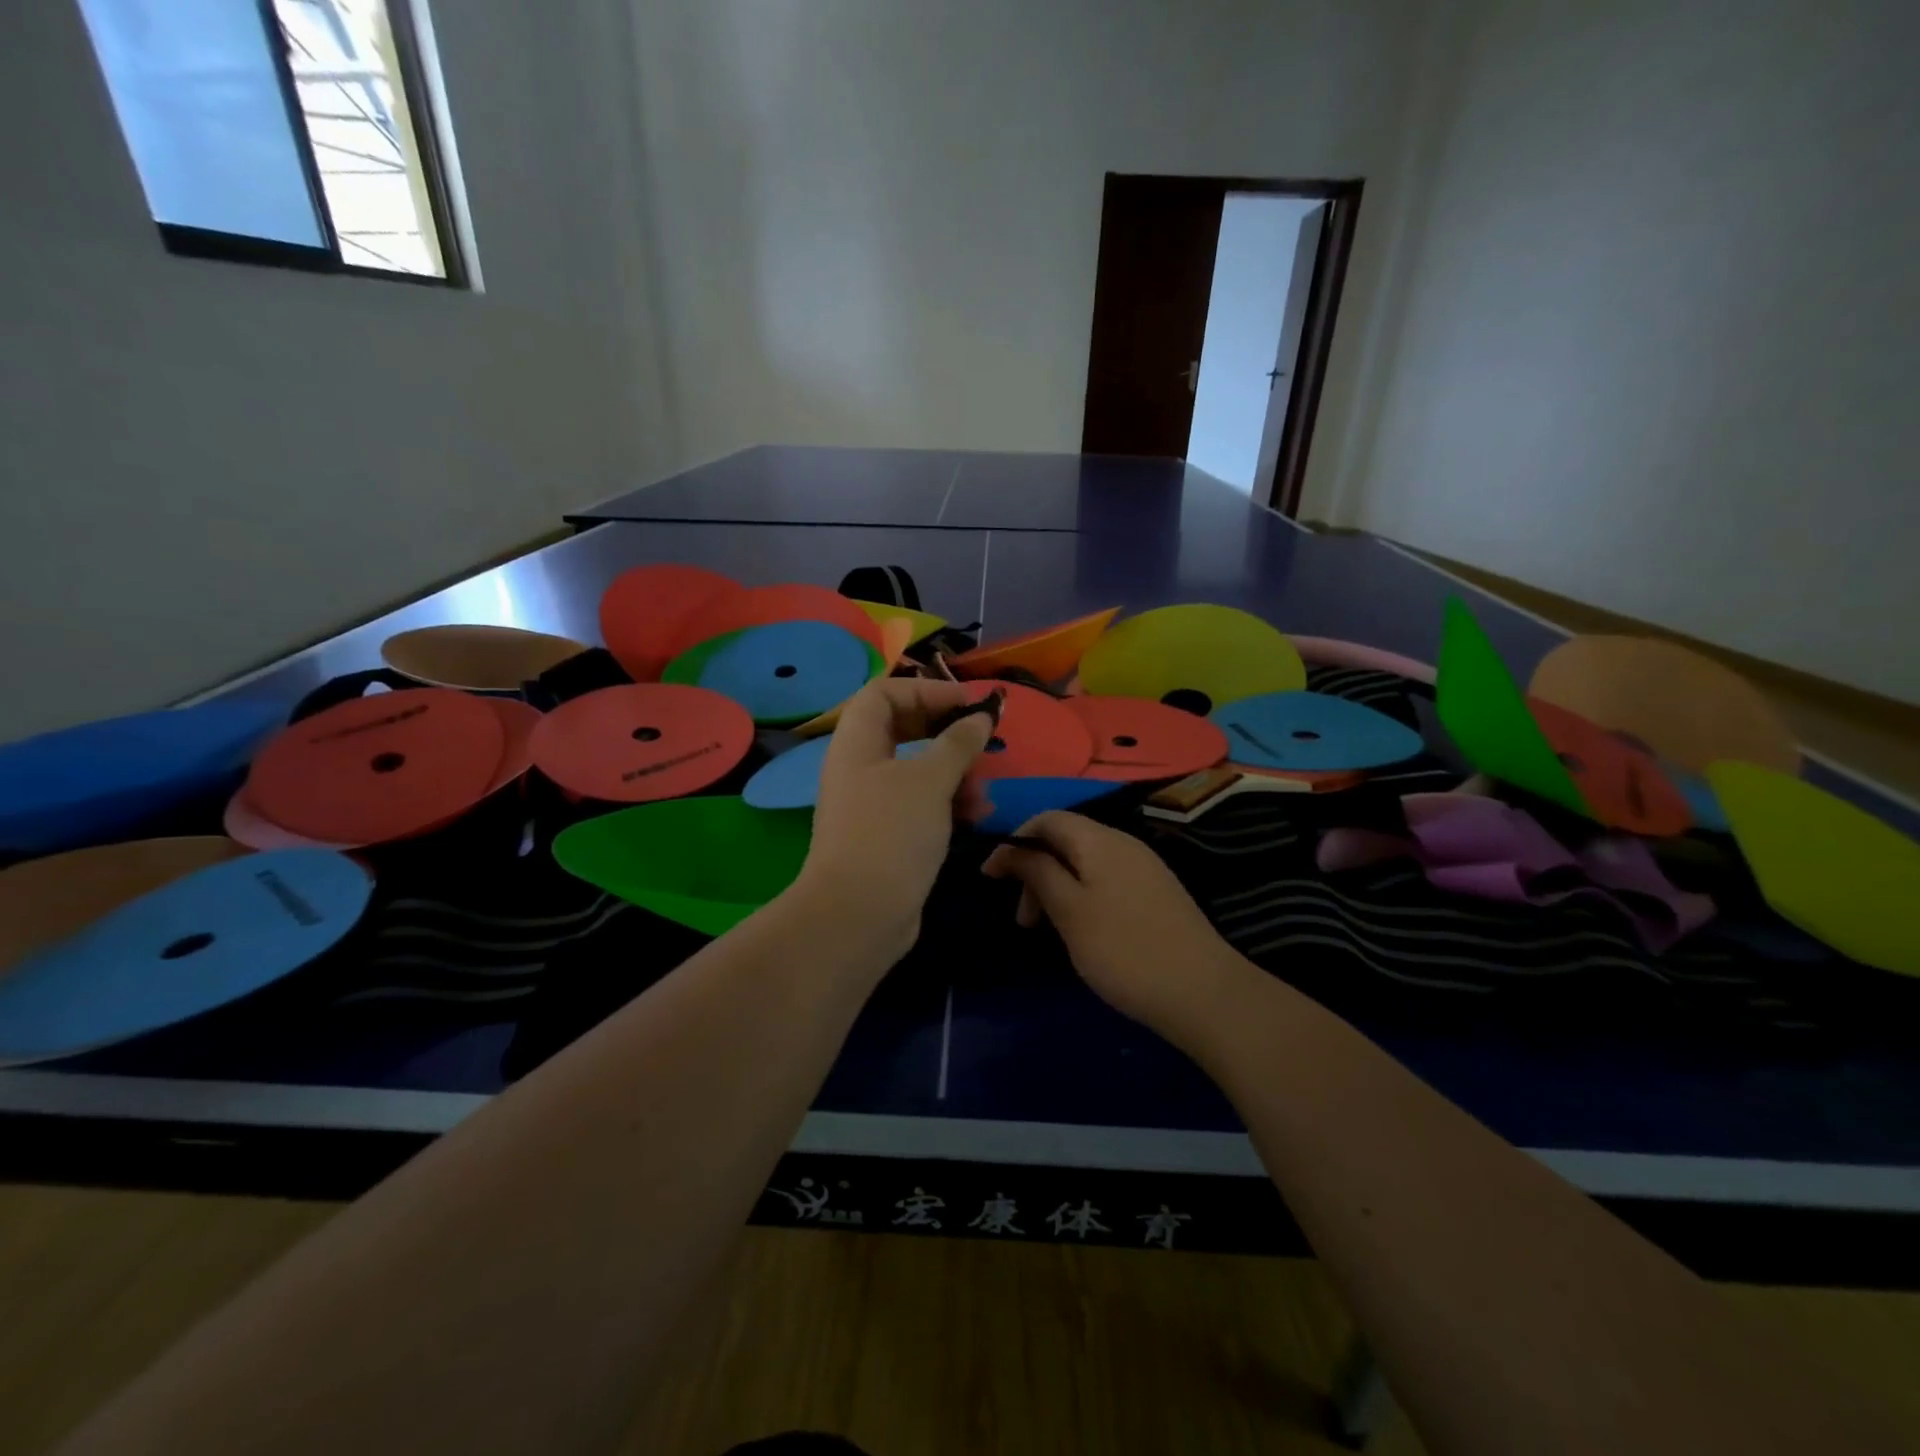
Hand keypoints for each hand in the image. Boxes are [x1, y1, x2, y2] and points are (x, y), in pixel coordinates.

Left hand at [795, 678, 993, 957]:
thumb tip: (982, 716)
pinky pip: (921, 805)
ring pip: (917, 771)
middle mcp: (860, 768)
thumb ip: (959, 743)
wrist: (859, 914)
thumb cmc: (891, 832)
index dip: (925, 690)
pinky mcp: (888, 836)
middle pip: (903, 730)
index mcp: (857, 743)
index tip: (966, 704)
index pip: (884, 693)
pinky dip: (948, 804)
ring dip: (954, 774)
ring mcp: (872, 804)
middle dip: (946, 734)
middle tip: (980, 742)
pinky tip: (975, 816)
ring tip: (981, 793)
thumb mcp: (930, 780)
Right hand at [982, 812, 1254, 1047]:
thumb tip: (1013, 848)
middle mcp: (1124, 844)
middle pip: (1065, 841)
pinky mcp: (1156, 894)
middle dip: (1035, 872)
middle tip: (1023, 920)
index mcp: (1100, 840)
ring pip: (1085, 865)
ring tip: (1047, 932)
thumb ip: (1038, 872)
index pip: (1047, 819)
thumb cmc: (1124, 950)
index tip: (990, 878)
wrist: (1203, 992)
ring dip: (1056, 889)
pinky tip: (1082, 933)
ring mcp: (1144, 869)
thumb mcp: (1069, 911)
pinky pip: (1106, 882)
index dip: (1014, 842)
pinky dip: (1081, 898)